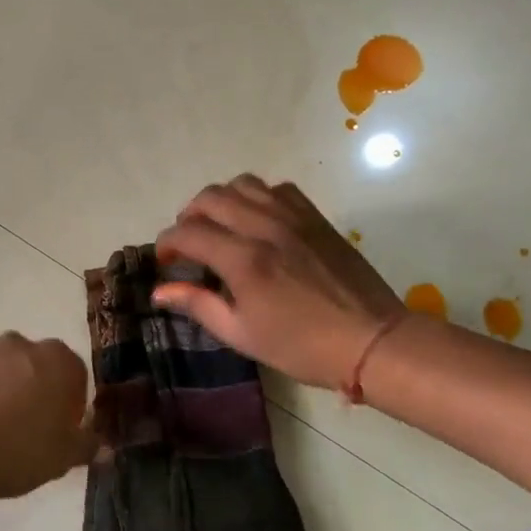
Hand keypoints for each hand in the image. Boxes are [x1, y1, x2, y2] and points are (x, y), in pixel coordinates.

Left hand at [0, 334, 96, 499]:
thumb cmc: (19, 451)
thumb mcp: (65, 458)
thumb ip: (87, 445)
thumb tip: (101, 444)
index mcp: (57, 360)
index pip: (73, 372)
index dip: (68, 400)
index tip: (59, 427)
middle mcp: (19, 344)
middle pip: (32, 364)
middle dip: (30, 387)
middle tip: (23, 427)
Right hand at [153, 175, 402, 388]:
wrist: (371, 340)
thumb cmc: (302, 346)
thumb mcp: (242, 334)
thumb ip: (198, 305)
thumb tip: (160, 291)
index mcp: (243, 259)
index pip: (188, 232)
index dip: (167, 242)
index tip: (165, 260)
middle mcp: (264, 226)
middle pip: (210, 197)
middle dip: (189, 216)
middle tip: (189, 242)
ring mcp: (293, 217)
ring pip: (243, 184)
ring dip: (221, 200)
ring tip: (220, 225)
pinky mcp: (315, 217)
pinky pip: (278, 188)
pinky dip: (258, 197)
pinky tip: (258, 220)